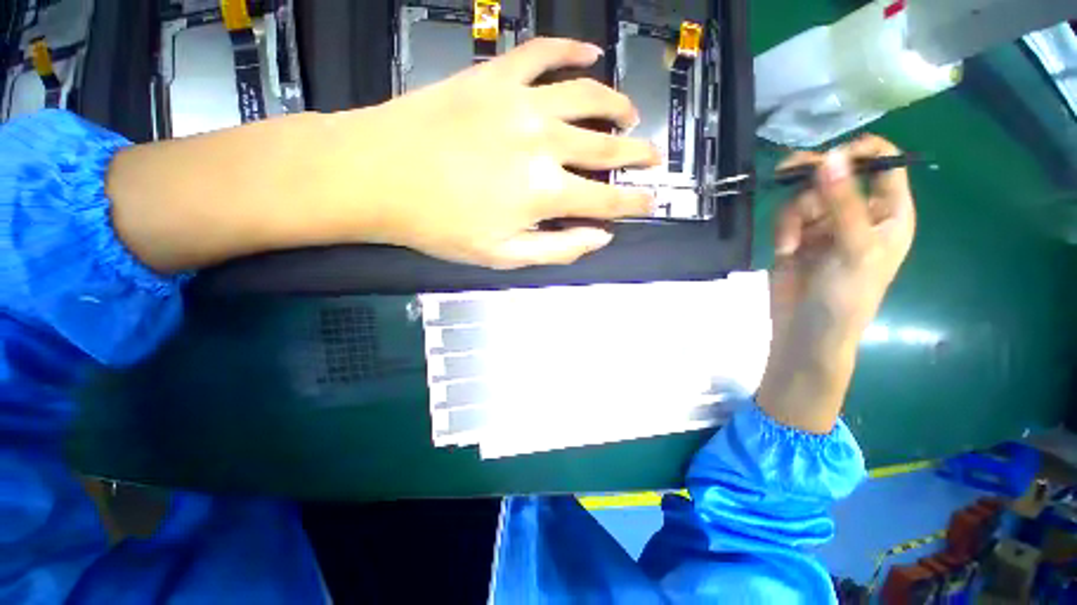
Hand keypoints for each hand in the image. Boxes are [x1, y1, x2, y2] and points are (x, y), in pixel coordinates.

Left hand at [109, 39, 656, 273]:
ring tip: (629, 115)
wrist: (380, 176)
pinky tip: (590, 55)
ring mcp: (522, 103)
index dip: (633, 204)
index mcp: (545, 193)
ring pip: (588, 97)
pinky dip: (572, 51)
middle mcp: (545, 143)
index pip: (607, 201)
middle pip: (607, 148)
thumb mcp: (503, 256)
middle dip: (636, 155)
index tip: (650, 203)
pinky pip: (544, 53)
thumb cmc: (440, 226)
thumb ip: (557, 249)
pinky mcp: (497, 76)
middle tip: (652, 157)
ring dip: (616, 106)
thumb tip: (599, 238)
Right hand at [758, 135, 915, 432]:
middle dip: (811, 179)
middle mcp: (857, 212)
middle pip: (835, 174)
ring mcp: (825, 224)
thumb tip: (830, 156)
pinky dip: (781, 230)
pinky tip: (784, 250)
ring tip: (790, 244)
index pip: (883, 164)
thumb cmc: (846, 295)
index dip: (860, 152)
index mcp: (888, 212)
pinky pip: (785, 216)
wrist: (806, 329)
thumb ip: (843, 201)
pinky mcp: (797, 235)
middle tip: (786, 170)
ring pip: (804, 195)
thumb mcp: (853, 247)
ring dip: (792, 216)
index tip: (830, 156)